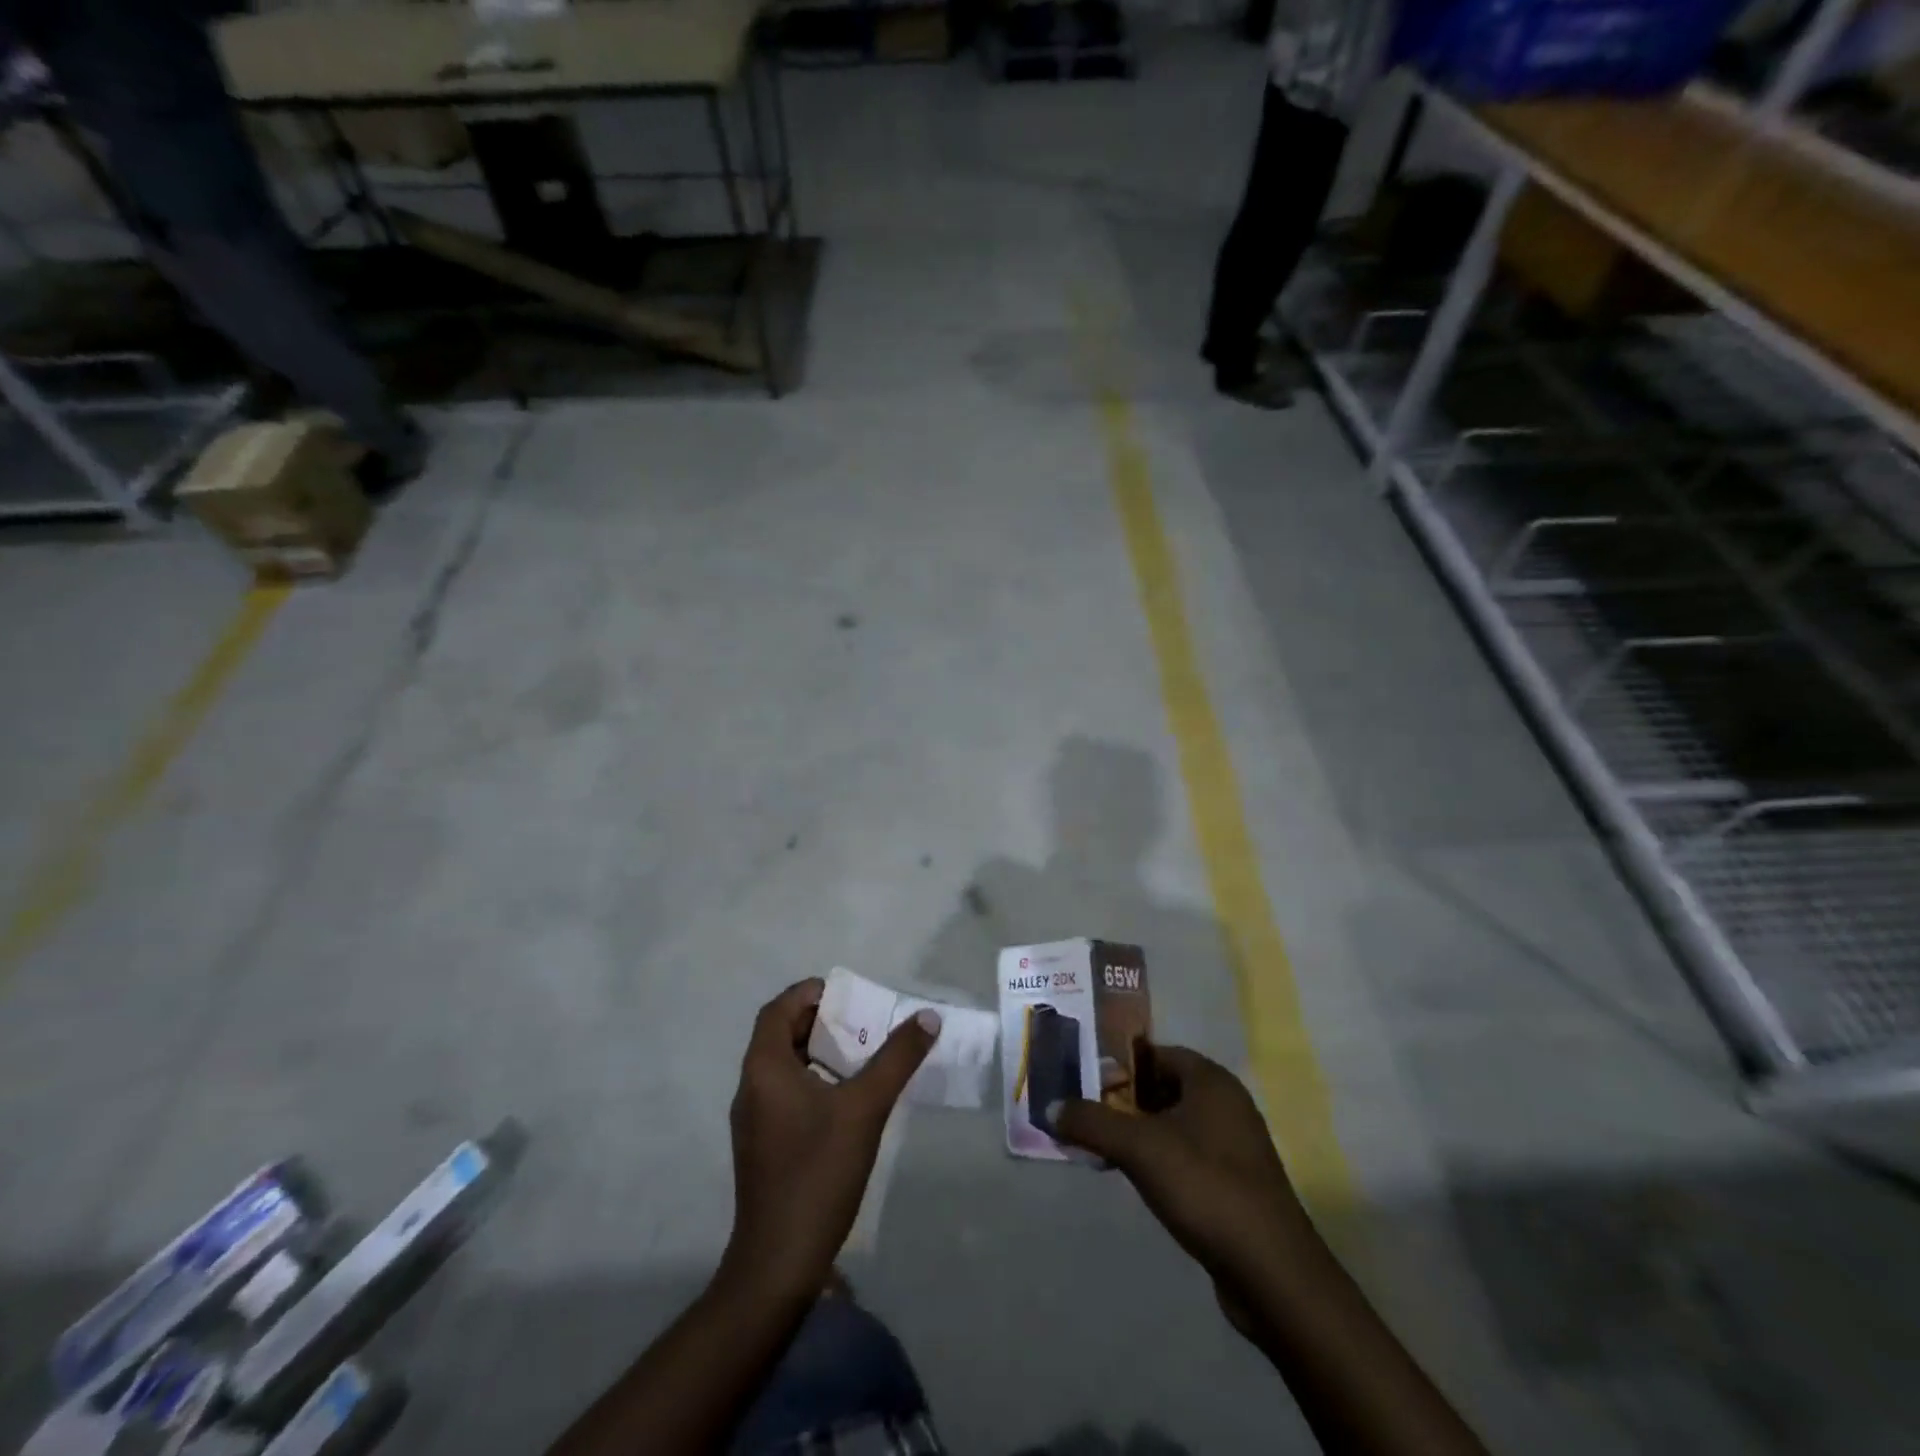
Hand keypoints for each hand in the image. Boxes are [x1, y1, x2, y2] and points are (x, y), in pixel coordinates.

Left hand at [724, 978, 939, 1298]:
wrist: (779, 1261)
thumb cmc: (818, 1172)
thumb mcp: (865, 1108)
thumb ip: (897, 1058)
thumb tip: (927, 1017)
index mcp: (765, 1068)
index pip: (778, 1010)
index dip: (809, 993)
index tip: (847, 995)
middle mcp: (752, 1087)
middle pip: (781, 1035)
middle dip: (821, 1021)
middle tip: (862, 1022)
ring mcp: (754, 1120)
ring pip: (785, 1066)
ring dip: (819, 1052)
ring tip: (862, 1055)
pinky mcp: (763, 1146)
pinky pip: (786, 1094)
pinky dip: (814, 1081)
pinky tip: (847, 1100)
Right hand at [1052, 1044, 1309, 1320]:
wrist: (1271, 1271)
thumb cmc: (1204, 1187)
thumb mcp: (1139, 1148)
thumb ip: (1092, 1123)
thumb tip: (1051, 1107)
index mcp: (1211, 1081)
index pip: (1157, 1053)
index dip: (1120, 1065)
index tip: (1086, 1082)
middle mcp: (1227, 1104)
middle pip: (1164, 1087)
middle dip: (1124, 1100)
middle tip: (1087, 1114)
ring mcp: (1235, 1146)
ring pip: (1175, 1124)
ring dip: (1139, 1132)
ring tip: (1102, 1148)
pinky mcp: (1236, 1184)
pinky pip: (1188, 1155)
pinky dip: (1159, 1159)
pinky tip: (1135, 1179)